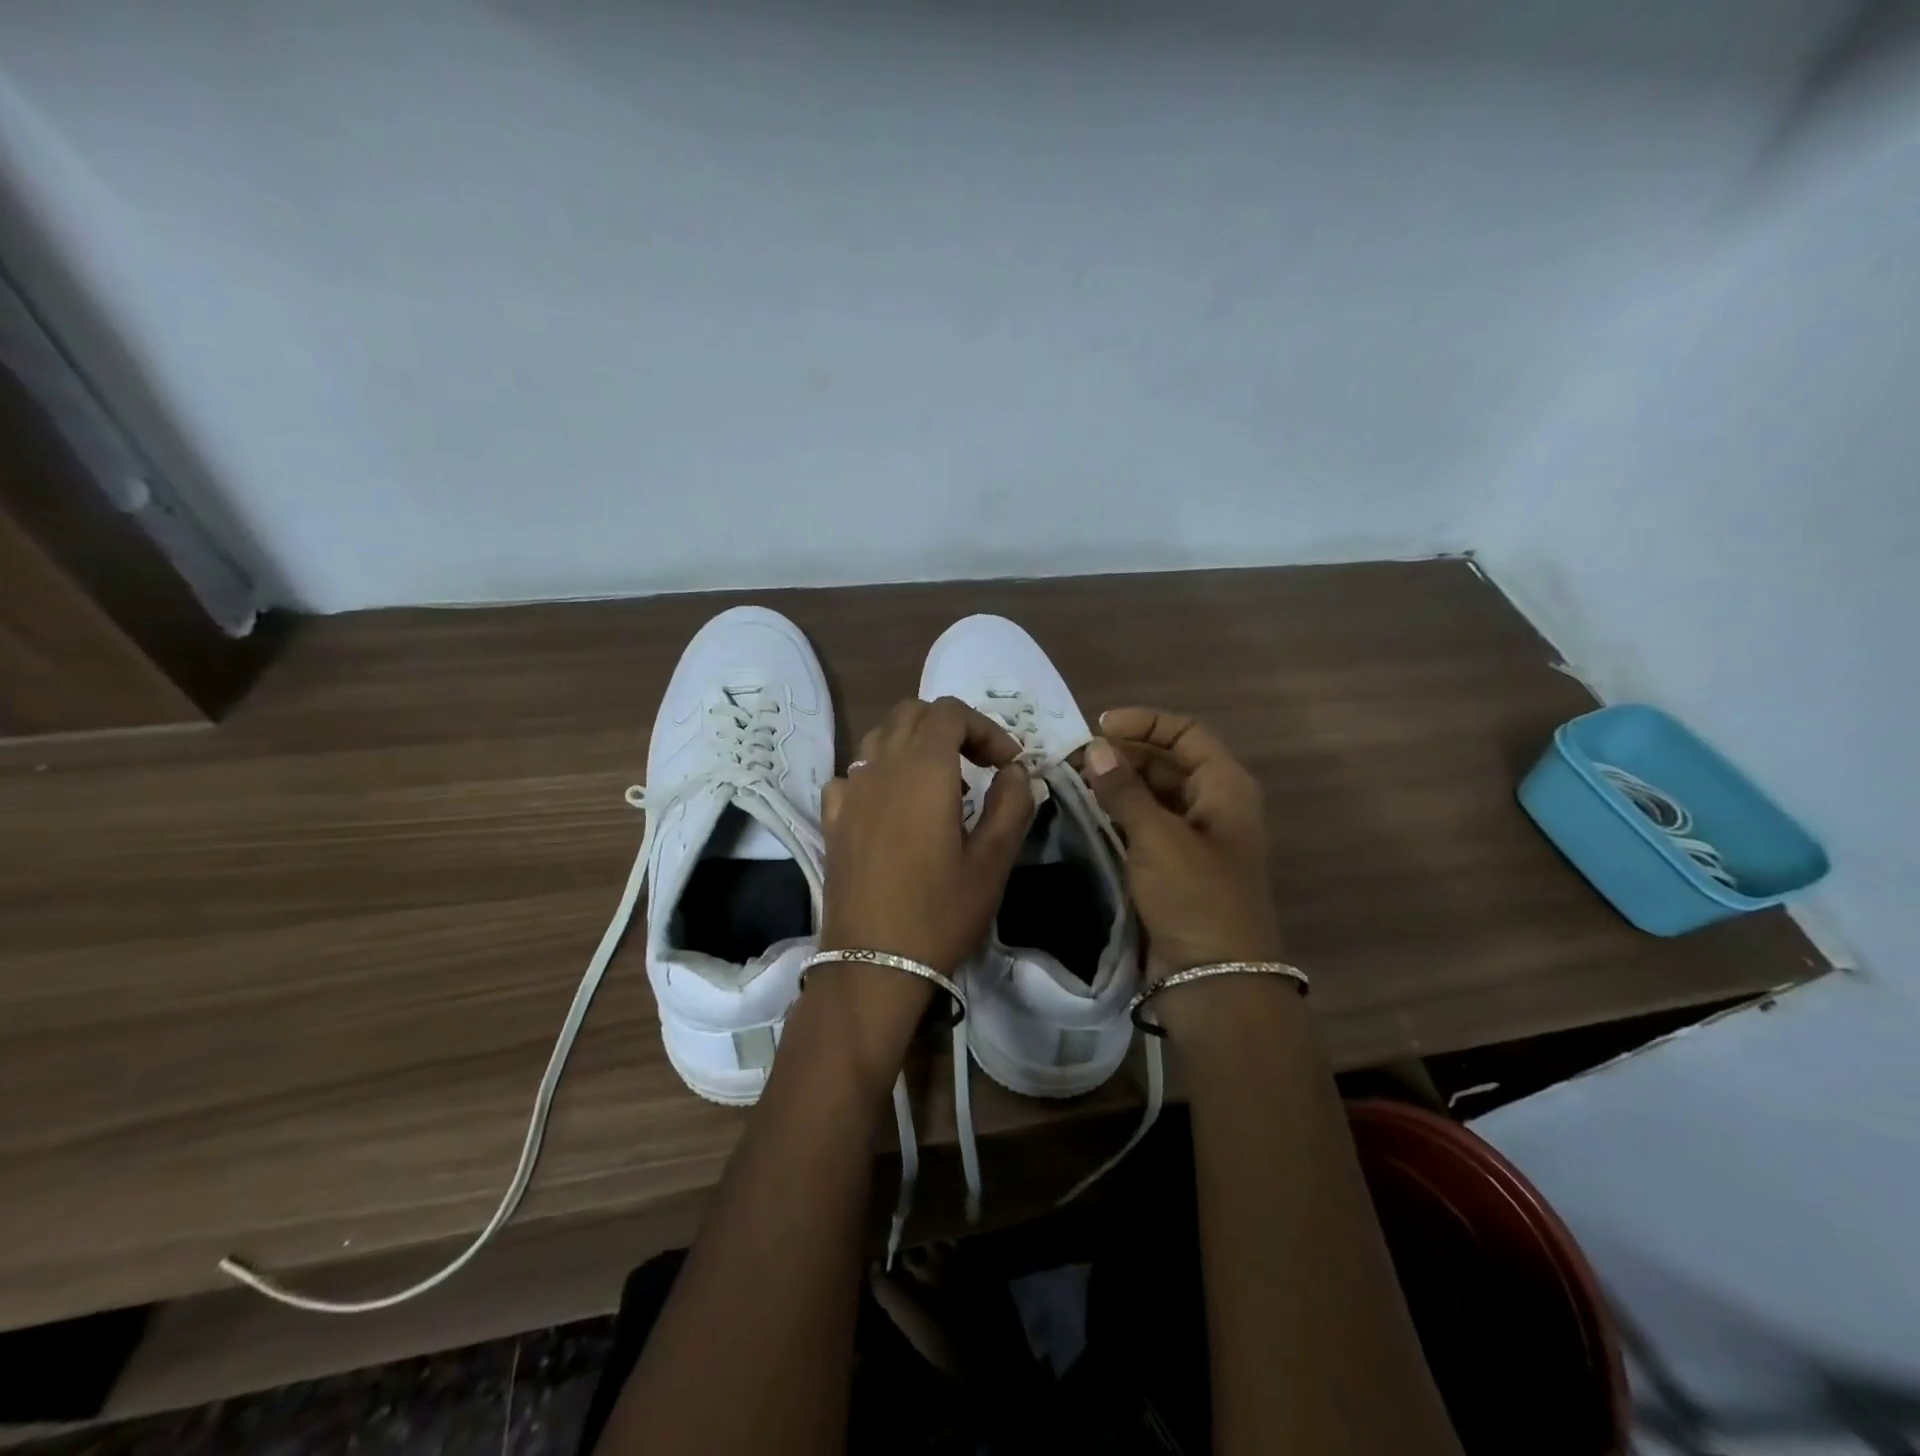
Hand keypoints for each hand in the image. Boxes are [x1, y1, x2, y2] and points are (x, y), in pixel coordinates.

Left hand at [816, 697, 1034, 1030]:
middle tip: (979, 766)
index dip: (985, 728)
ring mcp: (850, 792)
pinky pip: (854, 774)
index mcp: (923, 769)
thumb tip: (1015, 771)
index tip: (1007, 766)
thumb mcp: (993, 862)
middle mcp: (881, 768)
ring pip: (880, 738)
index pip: (950, 712)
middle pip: (912, 714)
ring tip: (940, 785)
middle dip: (950, 727)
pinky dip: (879, 774)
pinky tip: (893, 807)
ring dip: (914, 745)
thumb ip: (1011, 805)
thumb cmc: (940, 912)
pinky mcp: (832, 820)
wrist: (872, 965)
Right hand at [1081, 707, 1282, 981]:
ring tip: (1070, 782)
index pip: (1186, 733)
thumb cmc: (1196, 898)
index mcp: (1225, 788)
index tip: (1099, 727)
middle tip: (1072, 760)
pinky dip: (1116, 816)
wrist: (1213, 981)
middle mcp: (1211, 806)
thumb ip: (1124, 789)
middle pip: (1166, 762)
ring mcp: (1191, 838)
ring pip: (1150, 796)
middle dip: (1122, 755)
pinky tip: (1084, 814)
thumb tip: (1094, 747)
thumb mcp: (1159, 838)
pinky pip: (1141, 827)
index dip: (1146, 722)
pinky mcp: (1171, 867)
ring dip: (1115, 786)